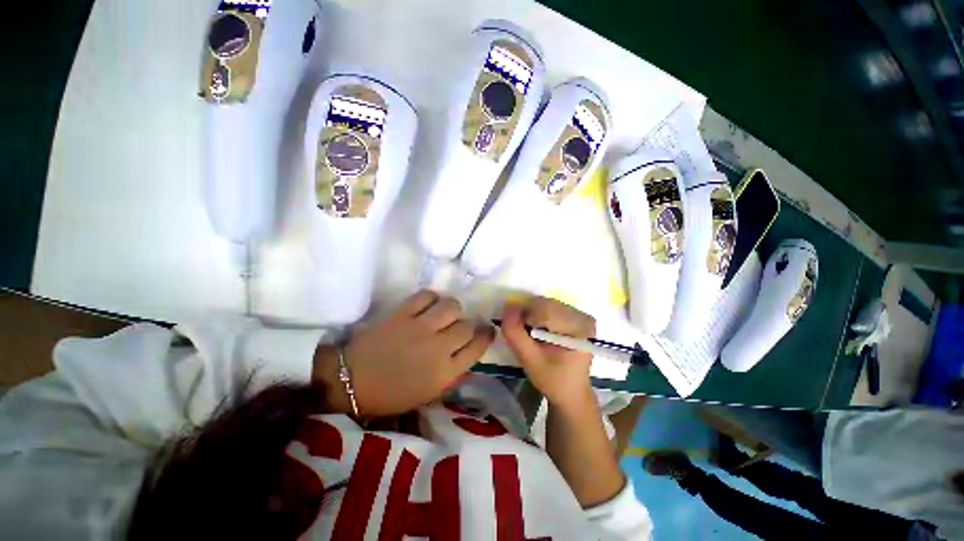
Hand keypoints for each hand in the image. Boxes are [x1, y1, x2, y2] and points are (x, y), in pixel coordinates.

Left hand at [316, 290, 494, 416]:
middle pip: (467, 326)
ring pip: (451, 306)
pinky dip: (431, 298)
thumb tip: (467, 352)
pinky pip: (426, 296)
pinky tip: (427, 305)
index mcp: (445, 372)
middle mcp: (437, 347)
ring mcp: (419, 327)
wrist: (351, 382)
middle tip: (460, 325)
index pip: (477, 347)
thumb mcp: (428, 393)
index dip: (486, 335)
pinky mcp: (402, 313)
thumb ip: (452, 372)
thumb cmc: (391, 394)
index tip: (486, 330)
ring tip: (444, 313)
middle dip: (469, 325)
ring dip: (452, 309)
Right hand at [499, 297, 595, 407]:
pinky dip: (535, 316)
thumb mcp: (530, 361)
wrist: (571, 393)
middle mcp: (582, 316)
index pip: (545, 310)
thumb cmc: (554, 380)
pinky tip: (534, 331)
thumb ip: (516, 335)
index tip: (512, 329)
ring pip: (544, 304)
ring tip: (526, 334)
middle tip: (518, 333)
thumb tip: (506, 308)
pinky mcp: (573, 316)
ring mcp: (579, 315)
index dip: (523, 316)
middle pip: (545, 304)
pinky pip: (548, 307)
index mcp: (579, 327)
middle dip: (526, 315)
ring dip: (529, 315)